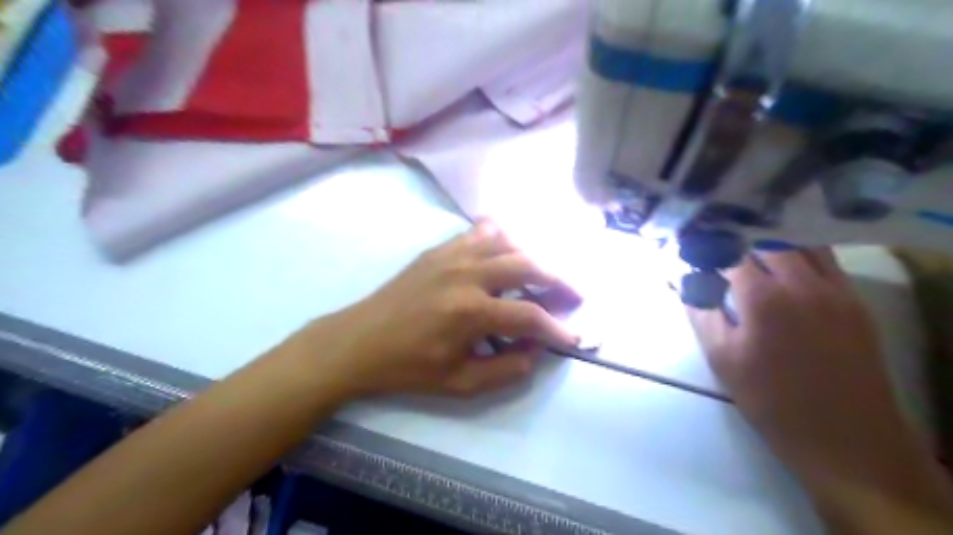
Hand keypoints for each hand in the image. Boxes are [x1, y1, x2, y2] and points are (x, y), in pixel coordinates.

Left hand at [300, 219, 576, 398]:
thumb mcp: (460, 383)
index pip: (530, 316)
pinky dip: (500, 238)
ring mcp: (452, 256)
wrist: (359, 342)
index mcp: (472, 311)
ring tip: (542, 274)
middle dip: (558, 281)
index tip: (574, 337)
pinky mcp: (438, 250)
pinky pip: (478, 232)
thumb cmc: (408, 367)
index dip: (558, 329)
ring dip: (531, 257)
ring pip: (507, 242)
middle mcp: (468, 274)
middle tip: (572, 295)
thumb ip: (506, 369)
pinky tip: (505, 251)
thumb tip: (537, 350)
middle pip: (528, 266)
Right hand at [690, 249, 952, 529]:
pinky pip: (827, 262)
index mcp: (763, 298)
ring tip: (750, 246)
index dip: (710, 245)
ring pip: (802, 244)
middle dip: (739, 238)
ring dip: (773, 241)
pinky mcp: (855, 302)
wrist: (844, 437)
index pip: (731, 252)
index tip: (693, 243)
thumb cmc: (769, 398)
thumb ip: (701, 311)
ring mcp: (835, 290)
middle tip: (719, 242)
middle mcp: (802, 283)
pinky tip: (786, 264)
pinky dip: (802, 253)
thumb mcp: (721, 357)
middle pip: (767, 241)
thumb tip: (684, 281)